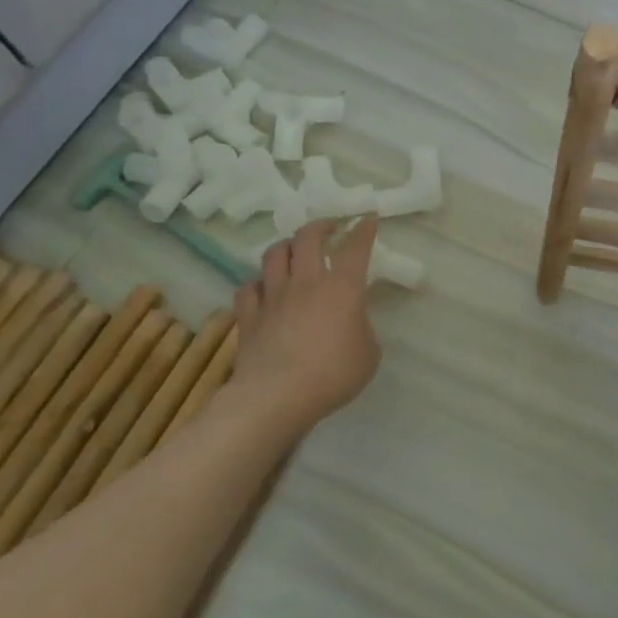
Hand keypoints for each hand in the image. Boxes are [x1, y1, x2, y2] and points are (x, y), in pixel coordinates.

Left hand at [230, 218, 381, 428]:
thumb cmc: (333, 375)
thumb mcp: (369, 353)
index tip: (367, 220)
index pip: (355, 248)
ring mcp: (273, 297)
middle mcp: (307, 282)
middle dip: (321, 226)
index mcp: (343, 288)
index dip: (363, 231)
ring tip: (294, 251)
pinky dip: (258, 285)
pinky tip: (264, 290)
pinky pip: (248, 288)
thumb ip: (362, 328)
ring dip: (286, 247)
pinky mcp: (249, 316)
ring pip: (274, 255)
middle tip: (329, 229)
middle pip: (308, 238)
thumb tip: (351, 322)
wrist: (277, 397)